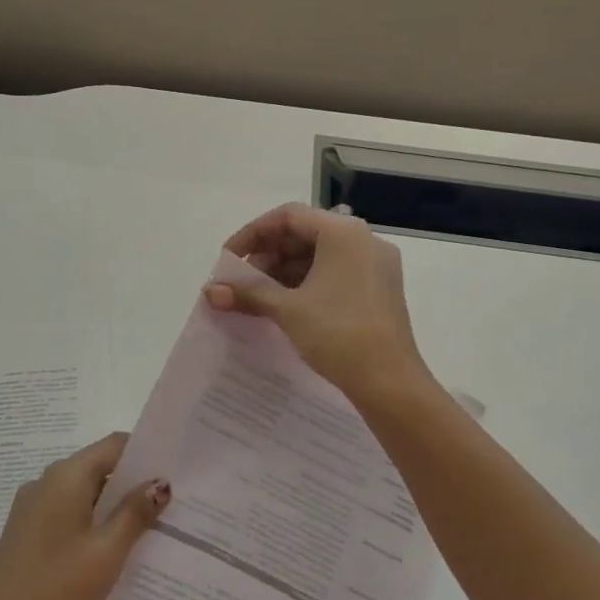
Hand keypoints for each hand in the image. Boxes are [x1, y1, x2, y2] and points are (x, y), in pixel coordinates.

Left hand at [0, 432, 167, 599]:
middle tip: (171, 506)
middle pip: (98, 468)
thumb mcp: (107, 552)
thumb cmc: (57, 590)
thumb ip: (135, 513)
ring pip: (82, 496)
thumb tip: (160, 482)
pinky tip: (110, 554)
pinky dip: (91, 526)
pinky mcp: (25, 536)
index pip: (113, 445)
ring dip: (112, 509)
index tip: (175, 471)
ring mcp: (30, 510)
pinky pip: (66, 517)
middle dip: (132, 484)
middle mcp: (44, 483)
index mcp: (65, 477)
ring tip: (148, 532)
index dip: (146, 454)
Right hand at [204, 203, 430, 400]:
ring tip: (257, 298)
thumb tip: (210, 291)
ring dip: (284, 272)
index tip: (228, 260)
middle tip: (240, 283)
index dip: (252, 234)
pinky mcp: (378, 289)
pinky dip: (306, 283)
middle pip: (304, 234)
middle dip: (267, 256)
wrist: (389, 382)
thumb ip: (248, 292)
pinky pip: (335, 273)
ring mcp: (374, 265)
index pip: (287, 217)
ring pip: (319, 255)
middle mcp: (363, 240)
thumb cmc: (337, 334)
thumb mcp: (287, 309)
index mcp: (343, 233)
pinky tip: (284, 305)